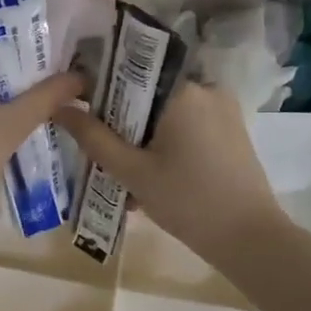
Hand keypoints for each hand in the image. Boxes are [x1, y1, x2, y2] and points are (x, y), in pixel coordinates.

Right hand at [54, 82, 287, 265]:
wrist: (251, 239)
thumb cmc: (188, 201)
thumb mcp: (132, 171)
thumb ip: (93, 137)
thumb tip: (59, 108)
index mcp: (182, 89)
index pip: (130, 70)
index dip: (101, 88)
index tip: (81, 110)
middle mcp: (206, 88)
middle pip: (148, 94)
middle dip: (123, 121)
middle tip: (102, 152)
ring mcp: (223, 109)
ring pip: (167, 113)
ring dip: (144, 137)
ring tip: (125, 174)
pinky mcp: (232, 131)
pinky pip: (188, 126)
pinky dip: (167, 144)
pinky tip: (153, 177)